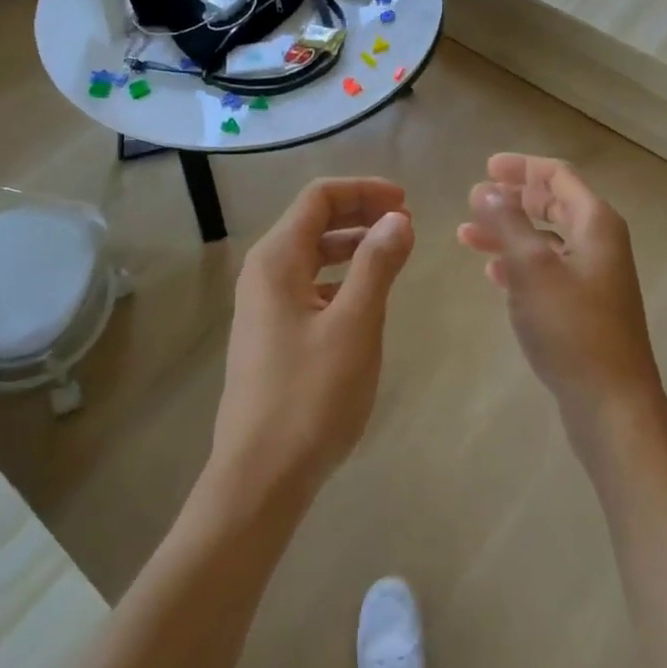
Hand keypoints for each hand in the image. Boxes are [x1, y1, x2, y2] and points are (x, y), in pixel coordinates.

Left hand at [211, 178, 415, 503]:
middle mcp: (263, 272)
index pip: (319, 198)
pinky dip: (340, 276)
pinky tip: (365, 295)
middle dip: (360, 213)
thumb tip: (397, 218)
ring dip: (352, 244)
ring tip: (393, 253)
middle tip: (406, 223)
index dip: (363, 190)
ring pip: (311, 254)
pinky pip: (309, 284)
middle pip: (313, 221)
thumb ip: (377, 264)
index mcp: (276, 260)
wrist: (260, 477)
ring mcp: (264, 305)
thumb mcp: (355, 324)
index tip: (406, 202)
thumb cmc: (310, 396)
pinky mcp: (272, 333)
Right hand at [457, 155, 664, 438]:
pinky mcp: (584, 306)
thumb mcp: (532, 267)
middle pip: (553, 204)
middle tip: (475, 198)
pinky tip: (493, 272)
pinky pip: (547, 269)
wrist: (611, 402)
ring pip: (545, 238)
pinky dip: (519, 263)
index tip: (486, 167)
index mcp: (595, 223)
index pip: (558, 176)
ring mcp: (594, 276)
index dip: (522, 167)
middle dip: (513, 198)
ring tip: (467, 235)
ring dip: (509, 232)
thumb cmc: (571, 327)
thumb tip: (486, 189)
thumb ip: (507, 222)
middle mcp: (599, 242)